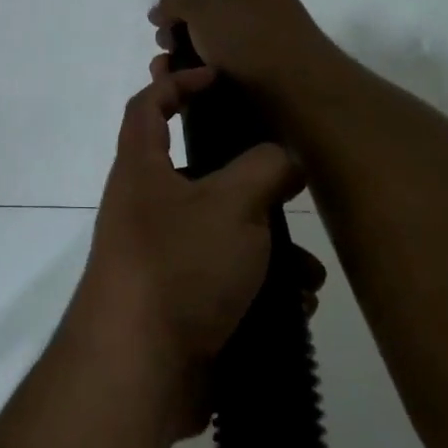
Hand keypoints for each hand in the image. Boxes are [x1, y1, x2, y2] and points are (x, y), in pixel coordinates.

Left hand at [67, 60, 319, 431]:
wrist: (140, 369)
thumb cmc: (179, 265)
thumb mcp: (232, 204)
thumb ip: (264, 168)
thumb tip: (282, 159)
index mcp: (142, 171)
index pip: (148, 107)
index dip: (177, 82)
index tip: (218, 78)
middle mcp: (146, 209)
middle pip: (200, 176)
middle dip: (251, 185)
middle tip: (289, 190)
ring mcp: (161, 259)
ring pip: (224, 235)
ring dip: (269, 250)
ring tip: (307, 272)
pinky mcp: (180, 303)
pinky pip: (226, 282)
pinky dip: (261, 289)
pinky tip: (295, 307)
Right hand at [149, 0, 345, 101]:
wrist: (297, 94)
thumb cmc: (248, 37)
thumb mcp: (203, 3)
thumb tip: (165, 10)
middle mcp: (255, 10)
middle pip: (208, 4)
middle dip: (177, 14)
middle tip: (158, 27)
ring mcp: (256, 47)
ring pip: (206, 42)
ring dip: (179, 50)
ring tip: (163, 65)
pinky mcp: (253, 81)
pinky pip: (211, 72)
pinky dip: (191, 75)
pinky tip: (178, 83)